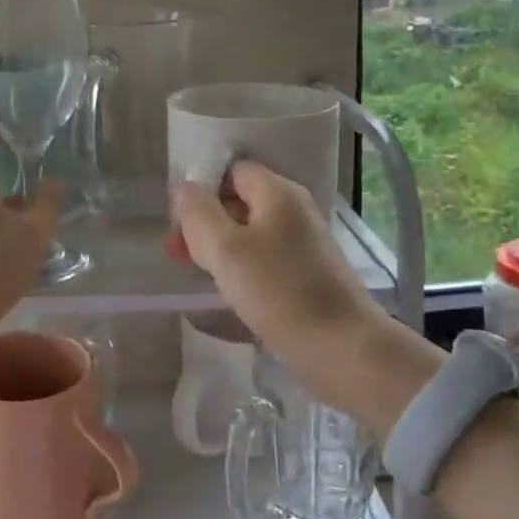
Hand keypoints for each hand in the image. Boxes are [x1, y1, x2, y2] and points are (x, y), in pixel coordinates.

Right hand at [169, 160, 423, 431]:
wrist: (342, 348)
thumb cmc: (278, 291)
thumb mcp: (225, 249)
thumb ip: (199, 213)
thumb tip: (184, 187)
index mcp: (278, 193)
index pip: (232, 170)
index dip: (202, 188)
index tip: (179, 219)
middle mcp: (294, 210)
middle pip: (239, 200)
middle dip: (205, 221)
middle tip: (176, 251)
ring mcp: (303, 243)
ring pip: (249, 232)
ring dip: (219, 246)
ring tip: (194, 271)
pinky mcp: (306, 273)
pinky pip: (264, 257)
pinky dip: (241, 267)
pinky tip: (227, 289)